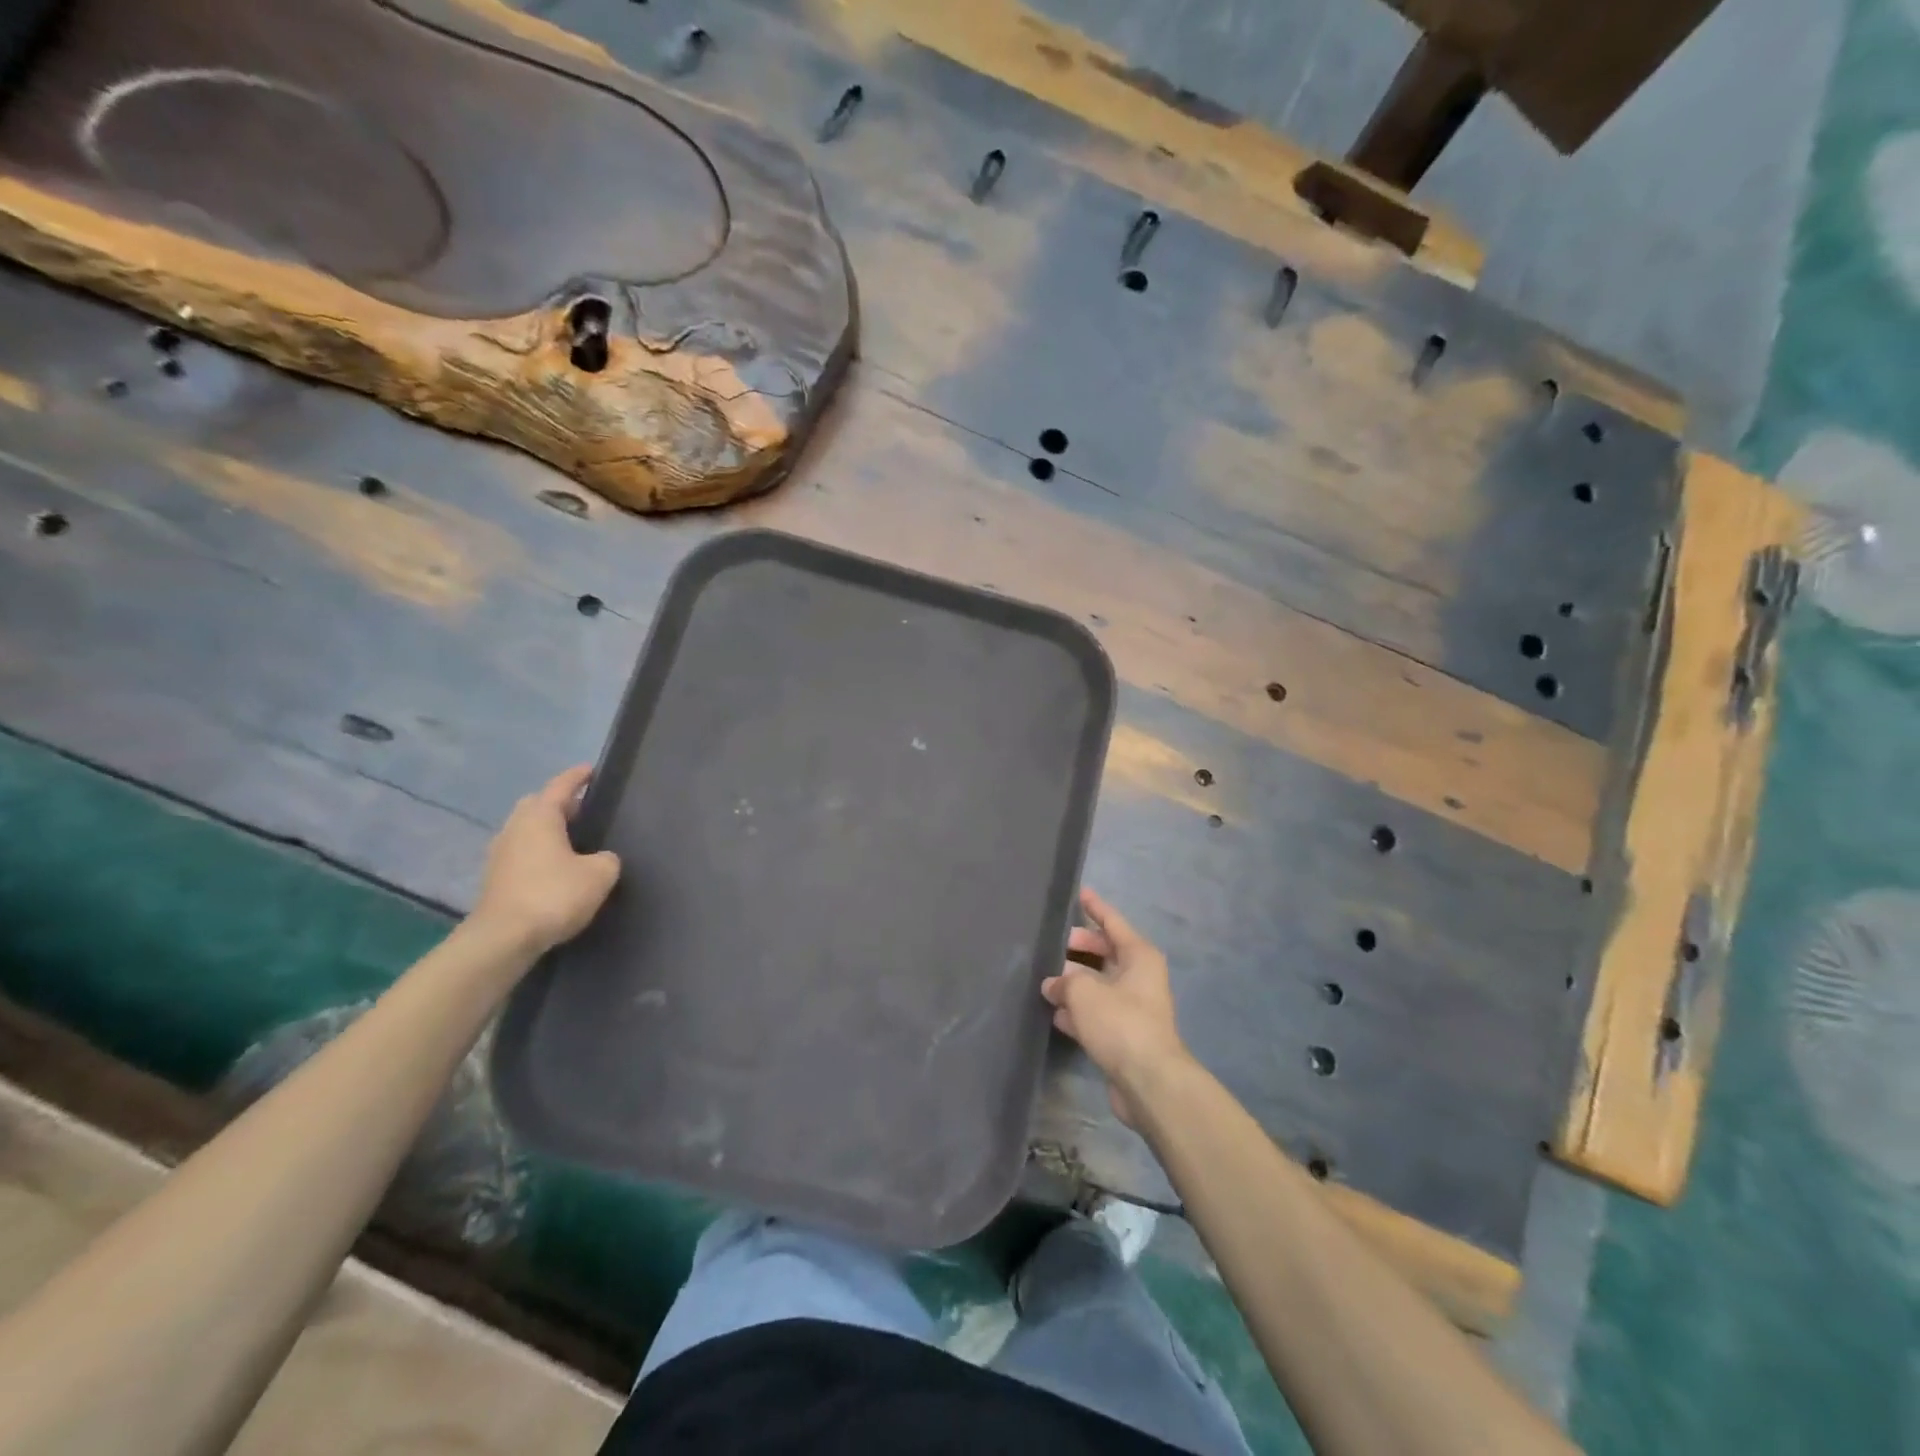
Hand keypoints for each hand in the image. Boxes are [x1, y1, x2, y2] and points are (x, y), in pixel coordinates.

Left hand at [471, 765, 620, 954]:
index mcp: (540, 817)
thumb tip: (601, 858)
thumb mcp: (599, 875)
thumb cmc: (553, 895)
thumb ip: (607, 859)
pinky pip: (521, 853)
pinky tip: (556, 868)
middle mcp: (515, 828)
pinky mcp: (495, 879)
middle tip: (584, 810)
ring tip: (573, 840)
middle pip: (537, 805)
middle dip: (559, 804)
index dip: (577, 777)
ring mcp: (500, 854)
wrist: (503, 939)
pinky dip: (538, 853)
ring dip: (547, 830)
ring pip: (526, 830)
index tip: (591, 770)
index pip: (560, 786)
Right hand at [1041, 888, 1190, 1127]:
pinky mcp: (1125, 1035)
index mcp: (1139, 956)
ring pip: (1099, 984)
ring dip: (1074, 982)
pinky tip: (1054, 1013)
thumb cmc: (1120, 1022)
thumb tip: (1053, 985)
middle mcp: (1140, 976)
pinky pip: (1097, 1012)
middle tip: (1051, 944)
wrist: (1148, 1081)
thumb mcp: (1083, 992)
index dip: (1094, 907)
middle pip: (1105, 952)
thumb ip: (1064, 981)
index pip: (1113, 922)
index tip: (1080, 892)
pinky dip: (1078, 1010)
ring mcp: (1134, 1007)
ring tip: (1044, 978)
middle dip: (1078, 948)